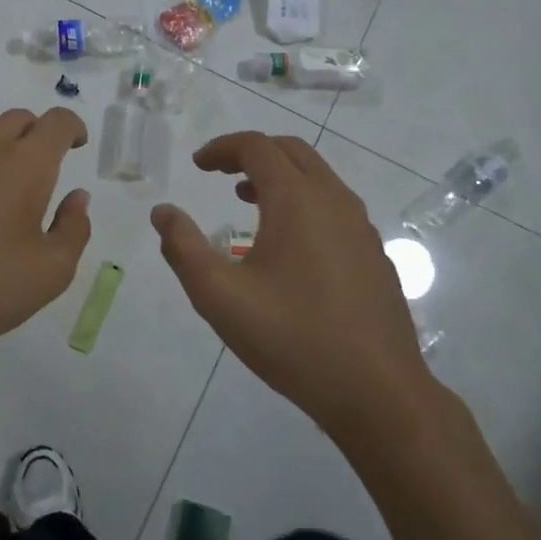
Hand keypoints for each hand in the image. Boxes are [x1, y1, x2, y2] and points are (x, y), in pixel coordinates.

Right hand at [152, 133, 436, 441]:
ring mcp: (361, 228)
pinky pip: (335, 208)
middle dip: (252, 154)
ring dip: (280, 178)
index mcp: (297, 199)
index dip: (222, 148)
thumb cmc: (291, 337)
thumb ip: (183, 247)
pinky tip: (289, 246)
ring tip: (247, 201)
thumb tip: (162, 212)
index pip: (257, 147)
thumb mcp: (219, 296)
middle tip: (220, 174)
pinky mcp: (375, 255)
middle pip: (292, 152)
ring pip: (318, 179)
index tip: (198, 165)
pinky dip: (304, 203)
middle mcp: (334, 200)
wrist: (377, 392)